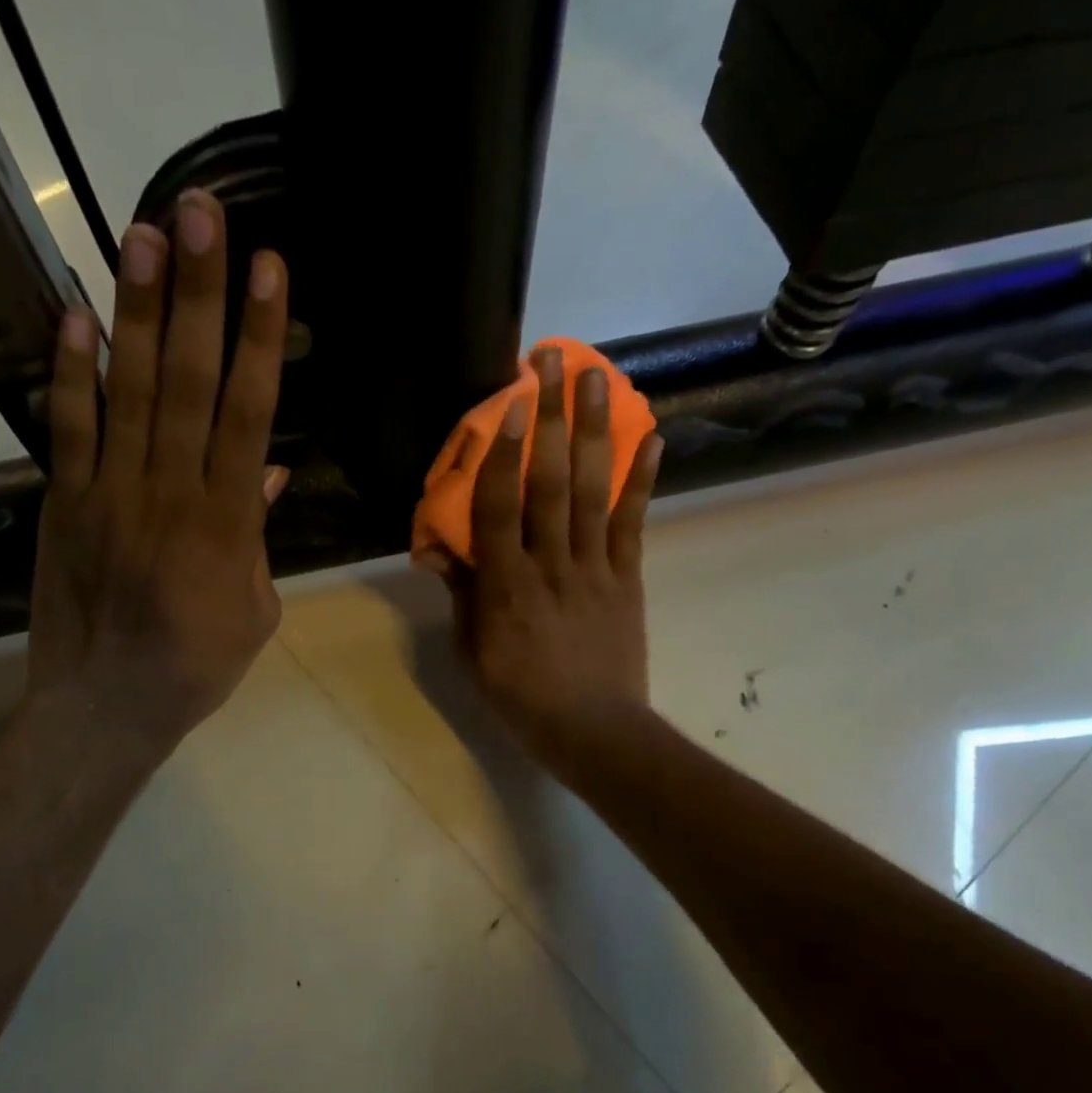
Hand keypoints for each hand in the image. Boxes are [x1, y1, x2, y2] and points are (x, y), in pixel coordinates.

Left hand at [24, 189, 289, 752]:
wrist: (108, 705)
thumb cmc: (198, 665)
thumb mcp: (256, 610)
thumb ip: (261, 536)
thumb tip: (272, 472)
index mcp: (228, 522)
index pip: (249, 412)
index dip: (261, 338)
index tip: (269, 270)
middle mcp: (170, 491)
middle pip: (190, 381)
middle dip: (199, 294)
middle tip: (200, 214)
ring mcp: (111, 492)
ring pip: (131, 390)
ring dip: (139, 310)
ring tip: (142, 232)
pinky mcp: (66, 503)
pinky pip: (68, 428)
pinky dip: (71, 372)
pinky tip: (75, 313)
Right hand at [422, 346, 661, 782]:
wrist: (592, 730)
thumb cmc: (520, 696)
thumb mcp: (472, 651)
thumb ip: (461, 594)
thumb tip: (440, 549)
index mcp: (506, 586)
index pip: (500, 507)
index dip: (504, 452)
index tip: (512, 403)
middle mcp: (551, 564)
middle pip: (551, 482)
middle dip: (552, 418)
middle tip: (553, 362)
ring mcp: (595, 568)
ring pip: (594, 491)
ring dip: (595, 431)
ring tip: (597, 378)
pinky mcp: (627, 578)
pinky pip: (633, 523)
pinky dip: (642, 479)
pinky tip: (651, 436)